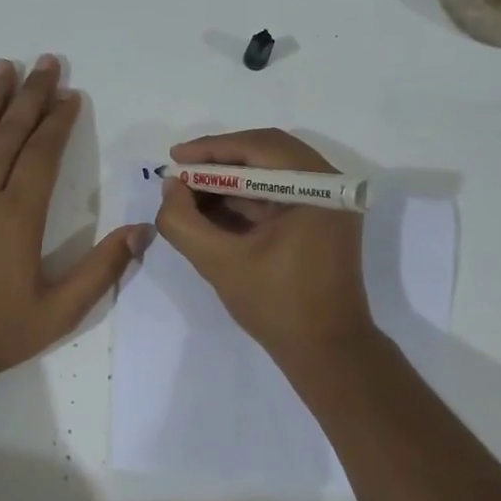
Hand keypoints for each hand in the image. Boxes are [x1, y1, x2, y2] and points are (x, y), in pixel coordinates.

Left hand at [0, 57, 149, 383]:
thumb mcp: (61, 311)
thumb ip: (102, 269)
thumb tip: (142, 230)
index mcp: (19, 216)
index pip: (43, 155)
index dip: (59, 122)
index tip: (71, 95)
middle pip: (10, 135)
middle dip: (31, 96)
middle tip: (45, 62)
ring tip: (1, 66)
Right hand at [154, 128, 373, 362]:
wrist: (326, 352)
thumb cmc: (277, 306)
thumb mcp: (220, 263)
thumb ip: (184, 223)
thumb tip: (170, 187)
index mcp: (318, 188)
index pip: (260, 148)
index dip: (211, 149)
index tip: (174, 158)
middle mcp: (329, 186)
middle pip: (267, 155)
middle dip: (219, 164)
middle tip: (179, 174)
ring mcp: (328, 205)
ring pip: (271, 176)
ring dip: (229, 182)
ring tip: (187, 194)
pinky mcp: (320, 224)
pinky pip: (278, 198)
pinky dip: (245, 201)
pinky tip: (211, 211)